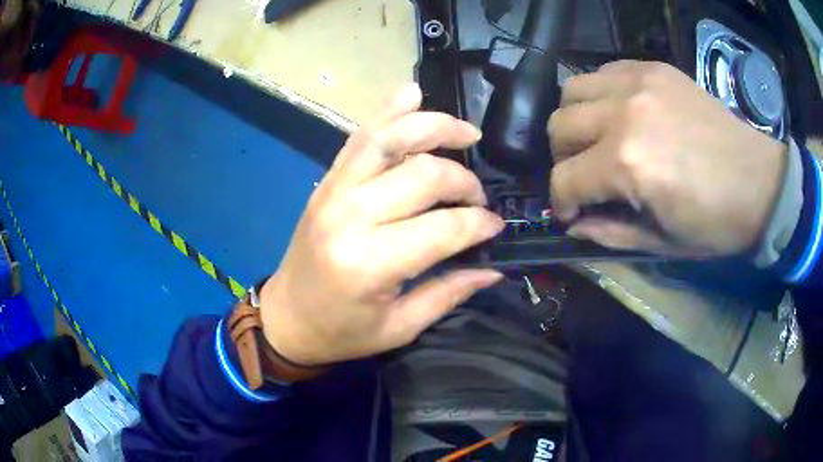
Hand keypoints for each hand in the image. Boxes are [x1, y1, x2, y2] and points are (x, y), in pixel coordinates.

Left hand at [259, 84, 503, 365]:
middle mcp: (350, 216)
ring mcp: (333, 191)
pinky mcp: (326, 182)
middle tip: (477, 197)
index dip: (479, 223)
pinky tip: (412, 93)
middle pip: (423, 174)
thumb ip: (448, 293)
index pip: (444, 227)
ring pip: (389, 139)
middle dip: (463, 180)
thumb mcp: (399, 327)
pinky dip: (388, 111)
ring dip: (433, 126)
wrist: (285, 319)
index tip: (495, 227)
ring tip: (465, 132)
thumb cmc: (340, 333)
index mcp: (370, 263)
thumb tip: (493, 268)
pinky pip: (359, 138)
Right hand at [547, 61, 786, 256]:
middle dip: (563, 159)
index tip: (572, 213)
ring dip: (575, 119)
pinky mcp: (652, 69)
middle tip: (584, 175)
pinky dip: (599, 94)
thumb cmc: (715, 223)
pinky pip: (603, 72)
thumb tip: (574, 225)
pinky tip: (619, 112)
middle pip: (559, 127)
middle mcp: (623, 114)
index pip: (564, 179)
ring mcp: (638, 83)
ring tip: (596, 137)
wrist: (760, 182)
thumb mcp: (662, 244)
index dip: (560, 202)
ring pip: (571, 90)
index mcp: (627, 165)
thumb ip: (609, 234)